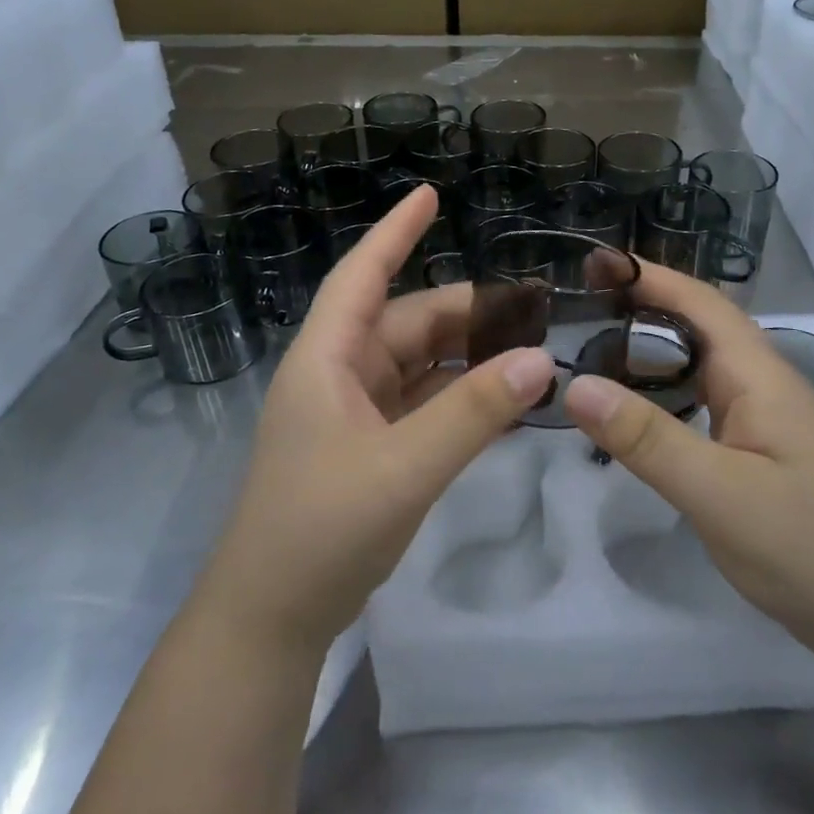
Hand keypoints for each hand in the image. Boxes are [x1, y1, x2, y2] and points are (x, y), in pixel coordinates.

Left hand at [192, 185, 554, 656]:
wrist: (272, 618)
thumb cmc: (321, 530)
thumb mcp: (403, 467)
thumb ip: (473, 413)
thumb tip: (541, 361)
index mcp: (327, 360)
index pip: (364, 275)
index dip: (395, 233)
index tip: (431, 195)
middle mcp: (339, 375)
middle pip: (407, 322)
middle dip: (466, 313)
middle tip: (535, 312)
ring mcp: (354, 414)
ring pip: (419, 365)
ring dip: (468, 357)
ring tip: (530, 350)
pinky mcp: (370, 448)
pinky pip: (422, 404)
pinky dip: (459, 398)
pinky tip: (502, 400)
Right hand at [563, 264, 813, 665]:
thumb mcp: (722, 493)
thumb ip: (648, 439)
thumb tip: (575, 386)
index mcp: (759, 376)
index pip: (699, 303)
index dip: (648, 276)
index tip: (593, 263)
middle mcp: (761, 386)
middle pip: (695, 329)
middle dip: (639, 309)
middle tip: (575, 309)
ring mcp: (761, 422)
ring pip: (696, 369)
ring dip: (647, 354)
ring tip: (588, 352)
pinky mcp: (756, 455)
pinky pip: (699, 407)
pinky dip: (660, 397)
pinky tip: (631, 416)